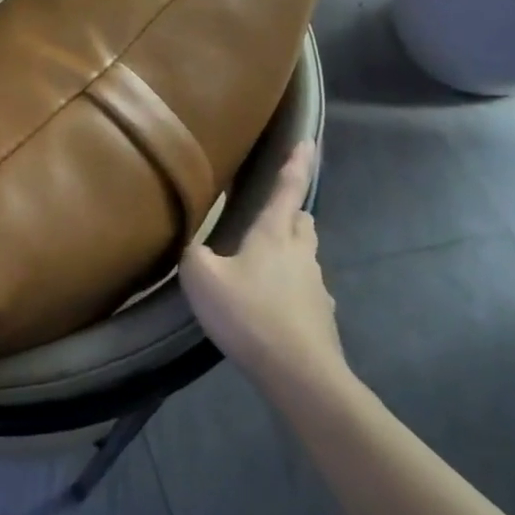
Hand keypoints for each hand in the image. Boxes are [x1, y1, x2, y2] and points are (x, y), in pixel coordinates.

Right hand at [180, 141, 348, 401]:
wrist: (299, 372)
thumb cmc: (248, 314)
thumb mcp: (201, 278)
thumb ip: (193, 253)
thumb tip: (196, 245)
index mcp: (273, 235)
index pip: (288, 190)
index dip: (296, 165)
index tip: (308, 142)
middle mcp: (300, 254)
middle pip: (301, 221)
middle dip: (290, 211)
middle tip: (270, 212)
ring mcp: (315, 286)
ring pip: (305, 255)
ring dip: (289, 251)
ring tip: (262, 263)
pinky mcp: (320, 316)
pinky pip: (304, 288)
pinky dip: (289, 286)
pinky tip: (271, 304)